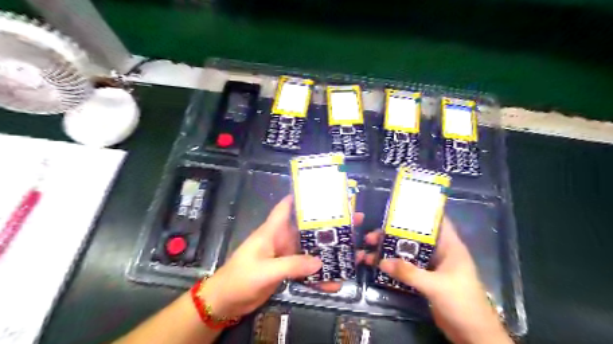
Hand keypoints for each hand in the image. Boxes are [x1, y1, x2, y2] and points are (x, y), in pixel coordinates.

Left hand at [201, 196, 362, 318]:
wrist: (226, 302)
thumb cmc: (240, 278)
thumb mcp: (265, 270)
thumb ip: (292, 265)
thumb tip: (320, 262)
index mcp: (273, 231)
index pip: (286, 207)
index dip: (301, 197)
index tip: (323, 192)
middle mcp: (281, 239)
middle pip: (307, 228)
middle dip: (327, 225)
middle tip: (352, 221)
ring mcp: (285, 256)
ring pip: (310, 250)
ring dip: (327, 251)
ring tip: (352, 250)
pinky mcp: (286, 270)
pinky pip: (306, 269)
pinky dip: (318, 275)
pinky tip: (334, 282)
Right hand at [361, 218, 513, 343]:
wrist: (472, 336)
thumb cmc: (462, 303)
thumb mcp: (436, 286)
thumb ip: (409, 273)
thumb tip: (382, 261)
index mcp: (450, 246)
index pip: (436, 221)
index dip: (419, 212)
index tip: (397, 208)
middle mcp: (440, 253)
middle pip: (414, 237)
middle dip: (393, 235)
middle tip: (372, 236)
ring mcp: (432, 267)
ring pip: (408, 253)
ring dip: (391, 251)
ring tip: (369, 250)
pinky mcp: (426, 279)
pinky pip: (407, 268)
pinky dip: (394, 266)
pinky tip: (379, 266)